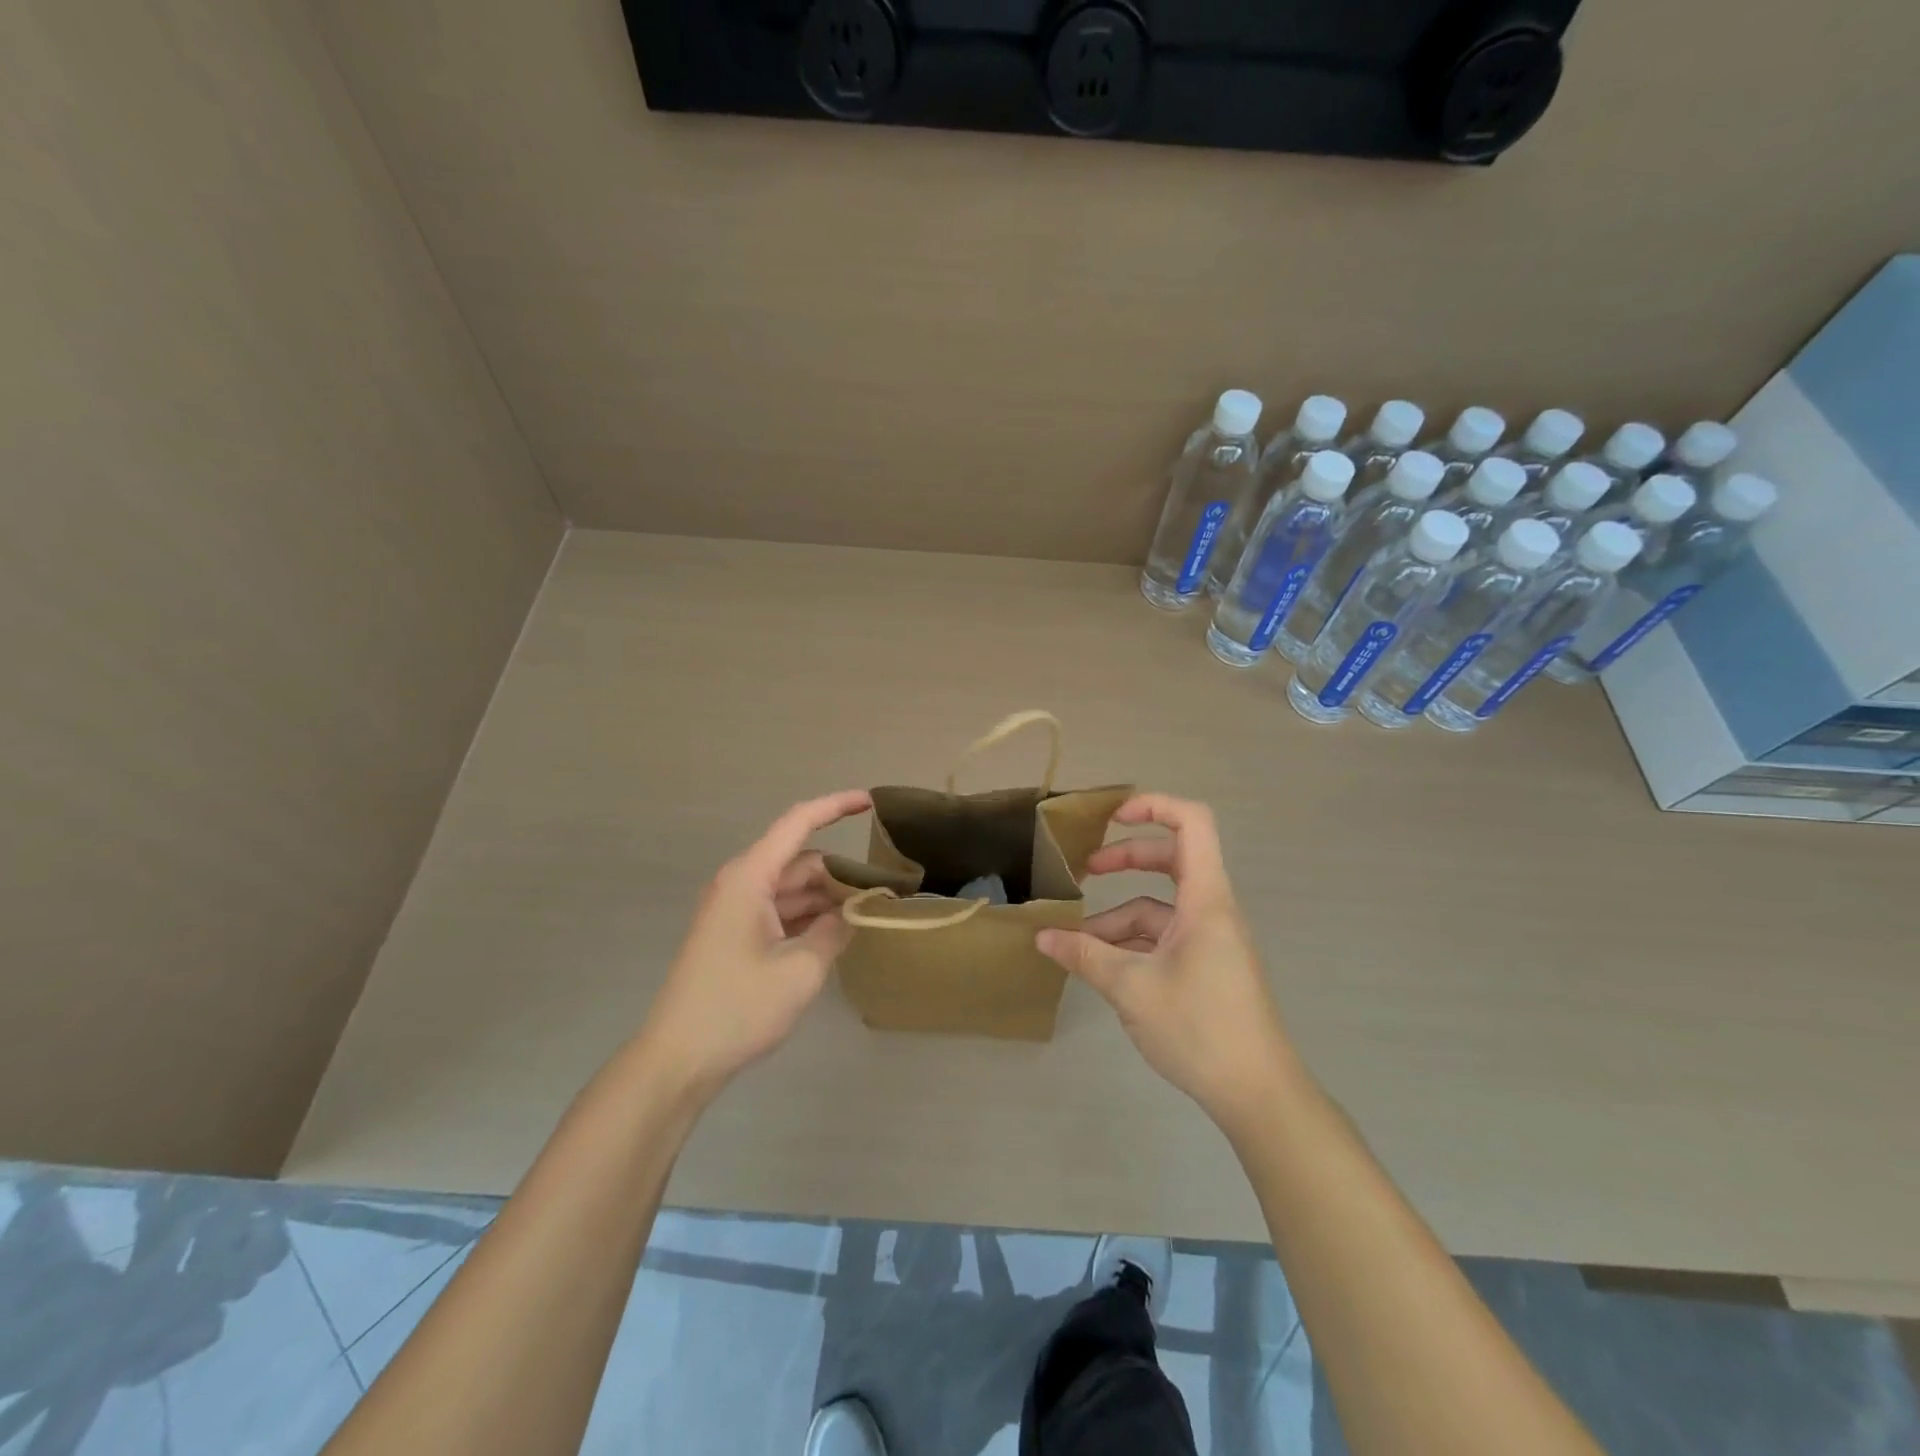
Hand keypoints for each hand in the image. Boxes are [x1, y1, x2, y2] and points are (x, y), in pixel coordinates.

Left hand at [638, 791, 870, 1095]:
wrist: (678, 1060)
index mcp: (750, 878)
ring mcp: (736, 911)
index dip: (835, 807)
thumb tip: (854, 911)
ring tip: (868, 912)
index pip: (798, 823)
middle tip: (883, 890)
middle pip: (799, 861)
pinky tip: (837, 934)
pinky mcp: (735, 936)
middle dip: (840, 871)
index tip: (871, 802)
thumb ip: (835, 932)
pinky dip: (809, 917)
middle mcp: (741, 885)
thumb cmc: (737, 1008)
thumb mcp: (800, 970)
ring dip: (826, 897)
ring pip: (791, 889)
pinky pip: (780, 912)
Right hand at [1037, 794, 1300, 1127]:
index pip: (1192, 823)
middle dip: (1126, 859)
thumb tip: (1042, 936)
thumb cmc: (1199, 1028)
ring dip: (1118, 918)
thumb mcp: (1131, 988)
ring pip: (1160, 907)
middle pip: (1171, 860)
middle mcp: (1211, 910)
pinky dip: (1132, 943)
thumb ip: (1085, 956)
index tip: (1111, 818)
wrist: (1258, 1095)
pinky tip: (1102, 966)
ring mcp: (1210, 939)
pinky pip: (1164, 938)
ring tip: (1076, 942)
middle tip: (1086, 870)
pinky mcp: (1206, 966)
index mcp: (1205, 899)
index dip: (1153, 807)